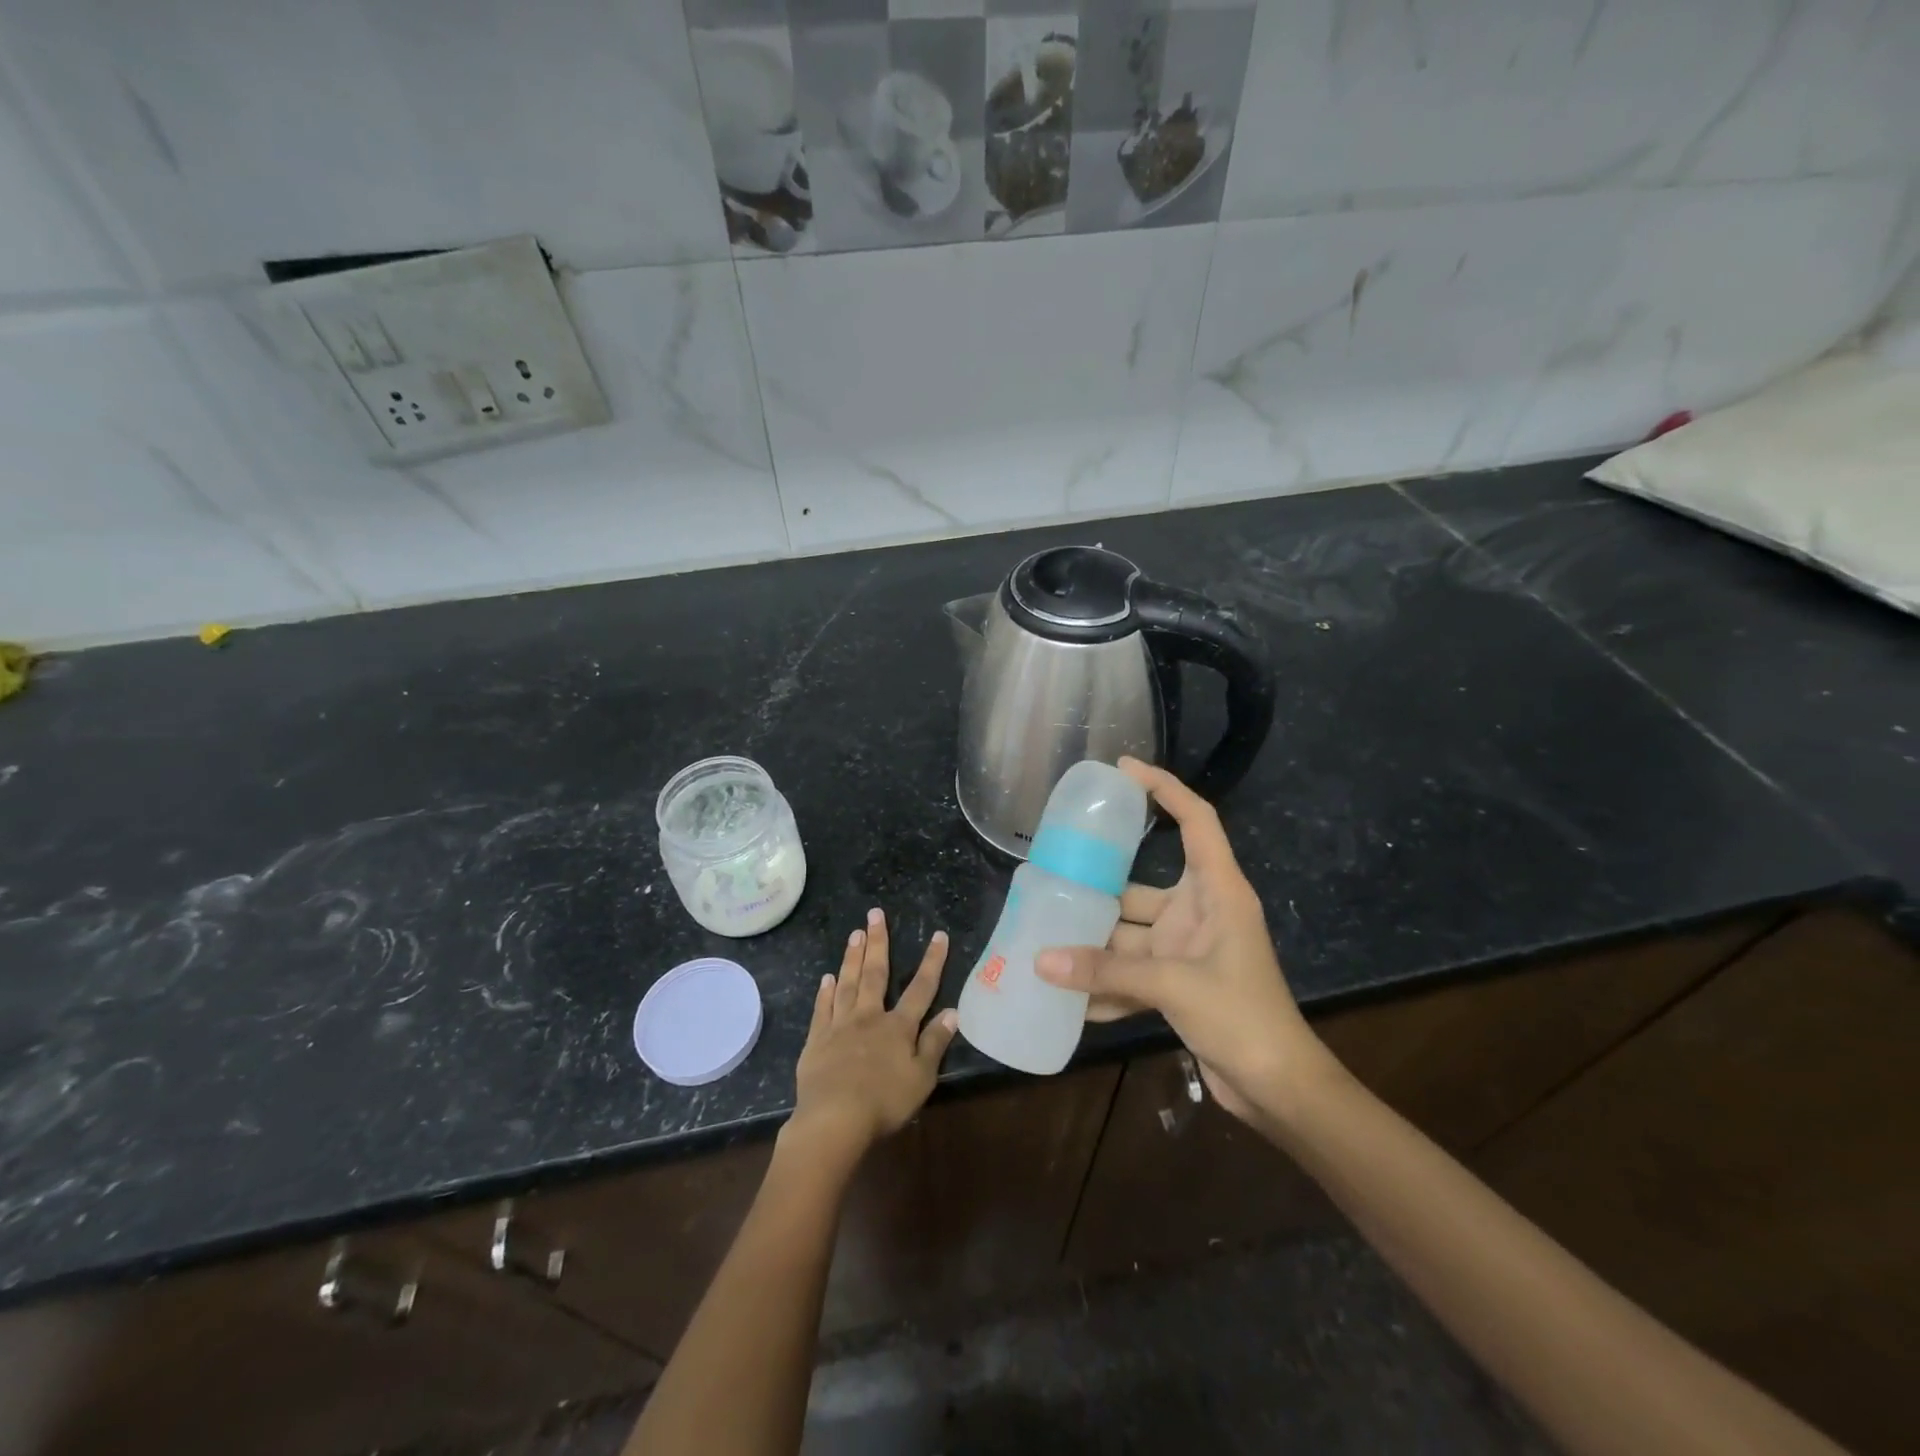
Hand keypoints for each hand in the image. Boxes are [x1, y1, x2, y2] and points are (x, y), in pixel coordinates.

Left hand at [788, 908, 958, 1162]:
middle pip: (875, 974)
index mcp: (898, 1027)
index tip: (938, 935)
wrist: (835, 1119)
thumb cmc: (884, 1101)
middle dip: (878, 942)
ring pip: (847, 984)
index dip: (932, 961)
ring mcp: (840, 1026)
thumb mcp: (922, 1077)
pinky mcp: (816, 1041)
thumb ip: (935, 1043)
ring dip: (852, 958)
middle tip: (874, 914)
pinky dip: (825, 992)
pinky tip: (826, 978)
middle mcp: (869, 1017)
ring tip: (854, 934)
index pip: (921, 988)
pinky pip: (822, 1009)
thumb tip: (953, 1011)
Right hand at [1034, 758, 1324, 1124]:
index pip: (1196, 820)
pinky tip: (1069, 1002)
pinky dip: (1106, 987)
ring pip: (1129, 936)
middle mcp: (1199, 912)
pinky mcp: (1177, 984)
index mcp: (1217, 891)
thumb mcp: (1174, 985)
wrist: (1279, 1087)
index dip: (1164, 788)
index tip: (1122, 769)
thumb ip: (1106, 971)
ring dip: (1094, 948)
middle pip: (1140, 886)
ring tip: (1044, 943)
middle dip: (1098, 890)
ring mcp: (1187, 949)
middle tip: (1050, 879)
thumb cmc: (1243, 1016)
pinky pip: (1132, 974)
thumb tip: (1040, 961)